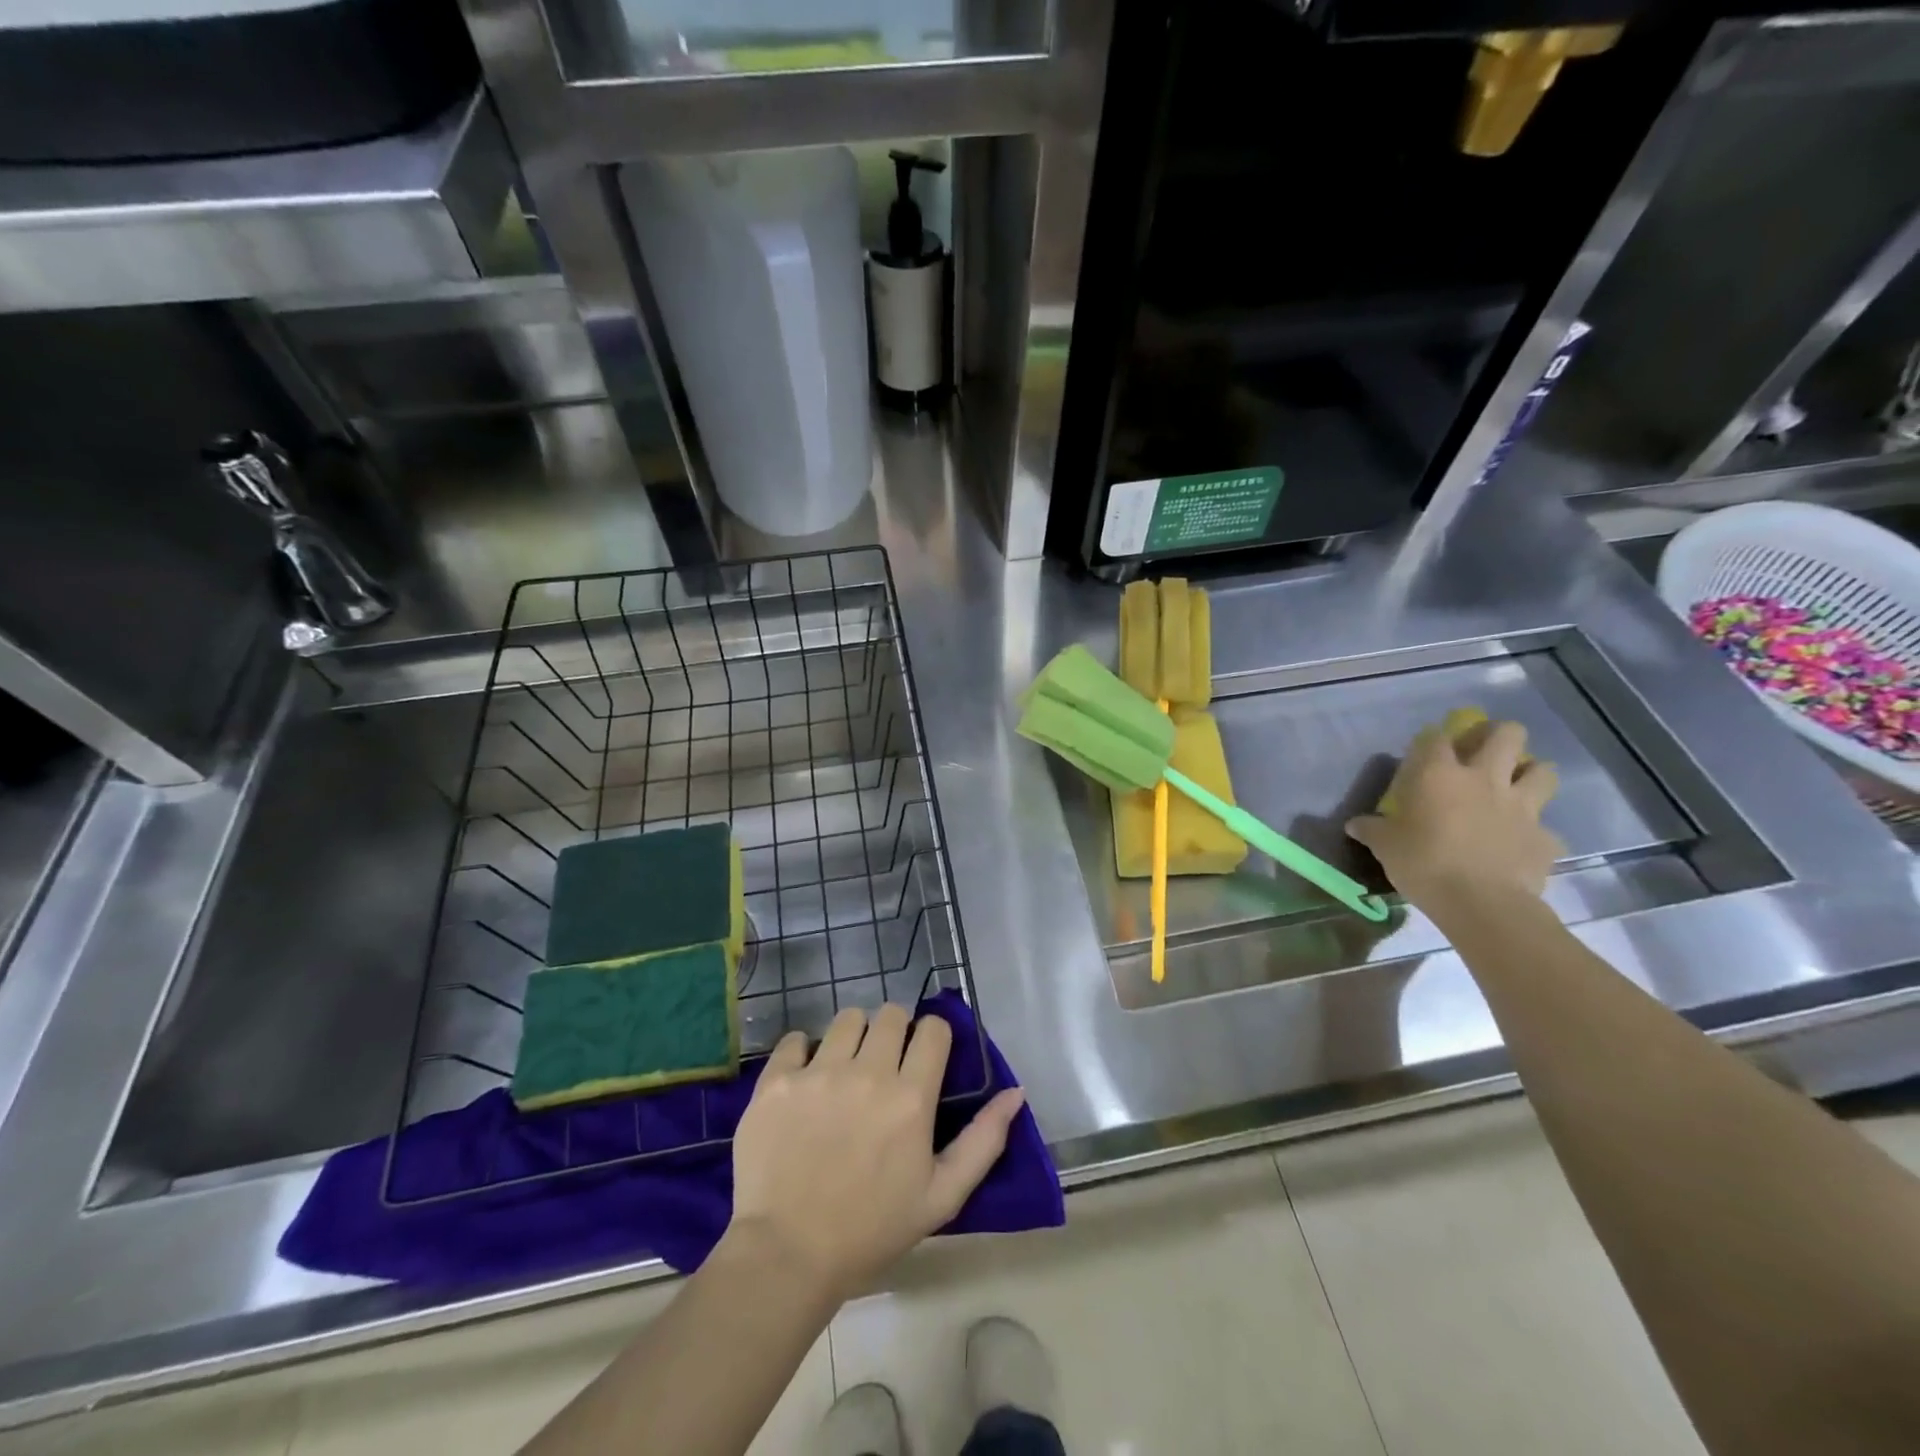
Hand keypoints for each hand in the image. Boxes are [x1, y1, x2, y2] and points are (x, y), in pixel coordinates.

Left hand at [726, 1004, 1026, 1301]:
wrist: (786, 1255)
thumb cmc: (871, 1229)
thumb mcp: (942, 1196)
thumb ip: (984, 1141)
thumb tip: (1016, 1091)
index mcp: (911, 1097)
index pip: (933, 1029)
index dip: (933, 1037)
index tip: (924, 1058)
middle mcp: (868, 1073)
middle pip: (890, 1014)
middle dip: (895, 1031)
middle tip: (885, 1064)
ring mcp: (819, 1073)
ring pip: (847, 1018)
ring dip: (853, 1036)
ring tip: (845, 1068)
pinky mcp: (777, 1080)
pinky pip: (796, 1038)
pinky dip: (803, 1051)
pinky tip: (805, 1079)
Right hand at [1345, 719, 1562, 910]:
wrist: (1482, 904)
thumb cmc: (1424, 864)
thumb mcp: (1385, 847)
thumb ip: (1371, 830)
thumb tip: (1355, 825)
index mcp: (1439, 775)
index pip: (1436, 737)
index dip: (1432, 740)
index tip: (1425, 752)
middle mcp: (1485, 779)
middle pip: (1507, 734)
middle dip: (1497, 735)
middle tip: (1482, 752)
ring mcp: (1522, 807)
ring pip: (1544, 771)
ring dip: (1531, 774)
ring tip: (1515, 787)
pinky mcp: (1545, 838)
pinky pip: (1547, 828)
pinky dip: (1535, 833)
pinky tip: (1520, 844)